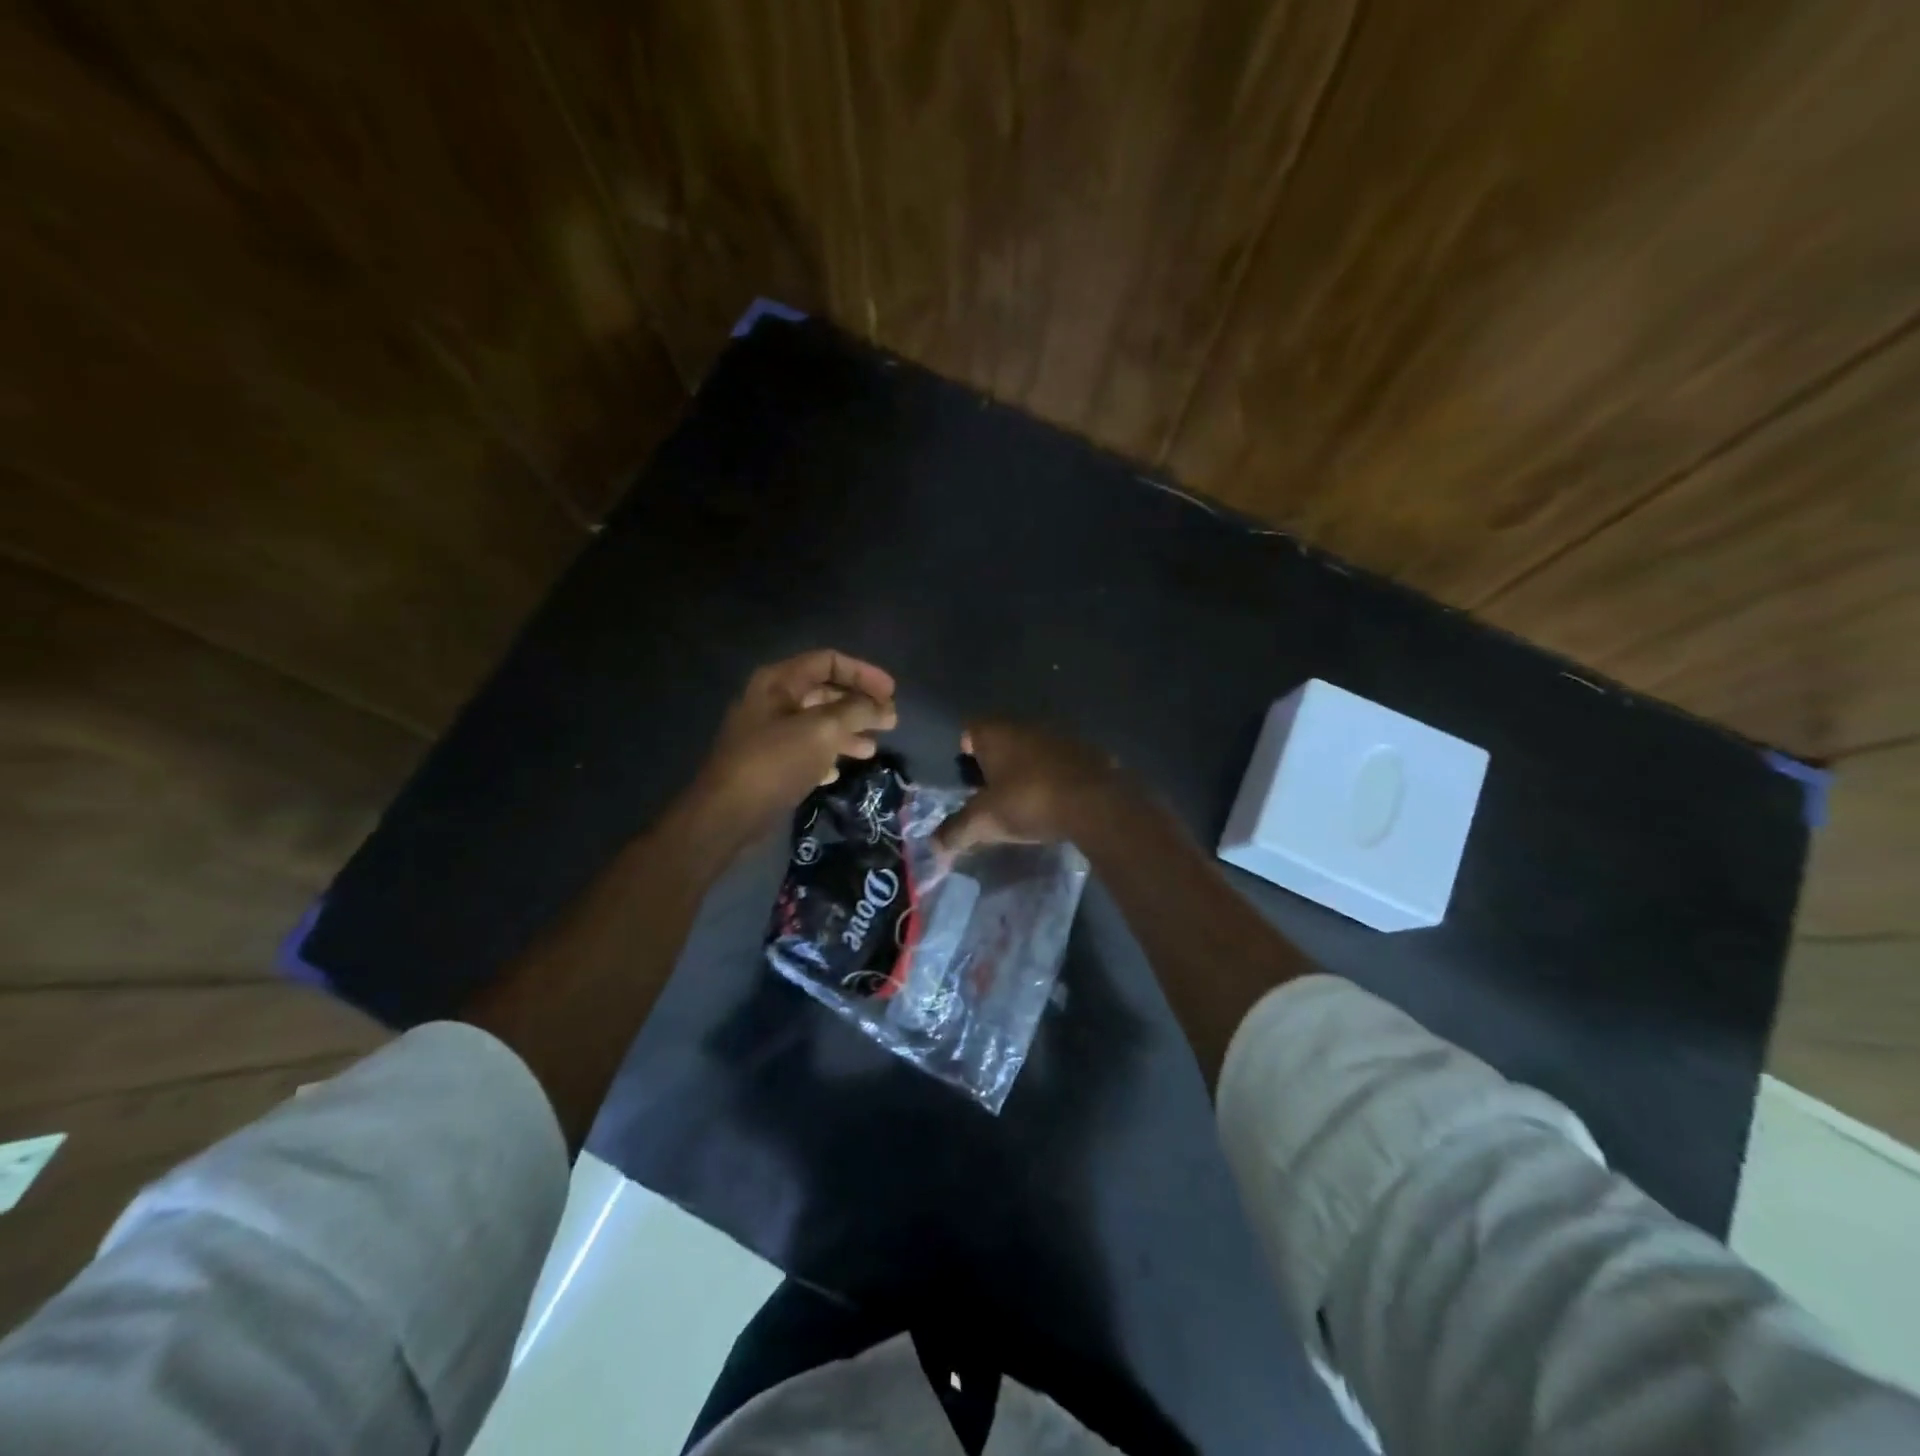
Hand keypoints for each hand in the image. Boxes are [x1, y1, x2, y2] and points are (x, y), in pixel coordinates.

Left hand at [691, 650, 897, 842]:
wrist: (728, 812)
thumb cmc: (776, 762)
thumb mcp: (823, 730)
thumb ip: (856, 710)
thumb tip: (881, 706)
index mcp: (779, 681)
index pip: (829, 661)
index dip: (864, 674)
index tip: (891, 694)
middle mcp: (772, 700)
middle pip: (825, 691)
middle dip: (859, 705)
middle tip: (889, 722)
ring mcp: (768, 732)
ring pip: (817, 722)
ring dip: (848, 731)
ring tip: (871, 749)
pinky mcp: (768, 761)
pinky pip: (805, 749)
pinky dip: (826, 755)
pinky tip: (838, 772)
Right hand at [938, 720, 1126, 853]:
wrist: (1095, 804)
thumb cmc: (1029, 802)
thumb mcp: (984, 822)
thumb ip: (956, 832)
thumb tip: (934, 847)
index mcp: (996, 733)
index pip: (970, 730)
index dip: (965, 751)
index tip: (966, 777)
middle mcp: (1026, 725)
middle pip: (1002, 737)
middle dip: (996, 760)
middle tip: (991, 791)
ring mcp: (1060, 736)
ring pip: (1034, 747)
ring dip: (1028, 766)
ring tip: (1024, 797)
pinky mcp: (1089, 751)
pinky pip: (1062, 760)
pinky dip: (1056, 775)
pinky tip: (1057, 799)